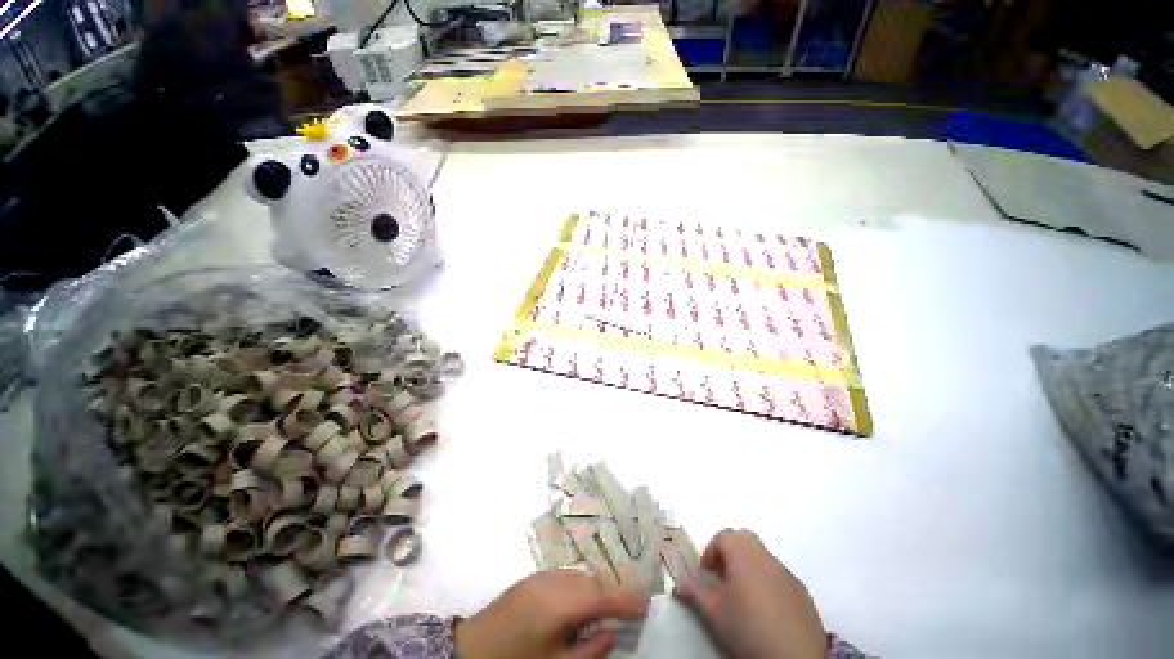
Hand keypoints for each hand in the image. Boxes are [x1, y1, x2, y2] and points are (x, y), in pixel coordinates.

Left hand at [456, 569, 648, 658]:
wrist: (470, 650)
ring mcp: (540, 576)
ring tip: (615, 602)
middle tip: (635, 604)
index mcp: (557, 603)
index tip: (646, 605)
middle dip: (615, 590)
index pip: (601, 595)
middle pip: (592, 580)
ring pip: (581, 575)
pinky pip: (567, 576)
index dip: (626, 598)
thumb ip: (588, 650)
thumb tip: (612, 632)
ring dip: (599, 586)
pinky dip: (583, 585)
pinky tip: (586, 600)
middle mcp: (552, 581)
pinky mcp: (533, 578)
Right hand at [674, 529, 825, 658]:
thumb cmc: (747, 627)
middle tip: (722, 577)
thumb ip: (694, 592)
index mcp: (744, 554)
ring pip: (762, 557)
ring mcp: (787, 574)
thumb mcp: (714, 611)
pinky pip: (778, 576)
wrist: (794, 657)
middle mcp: (766, 557)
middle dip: (730, 552)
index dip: (711, 550)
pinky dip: (767, 582)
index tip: (706, 572)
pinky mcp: (802, 593)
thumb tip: (679, 583)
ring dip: (748, 567)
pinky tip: (764, 609)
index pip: (723, 535)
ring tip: (742, 596)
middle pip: (744, 539)